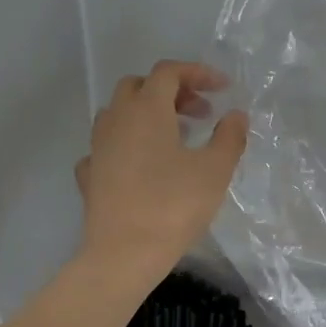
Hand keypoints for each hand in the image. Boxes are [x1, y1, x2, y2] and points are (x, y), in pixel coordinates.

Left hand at [74, 61, 247, 285]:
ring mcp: (97, 147)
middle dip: (172, 91)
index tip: (223, 88)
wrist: (124, 254)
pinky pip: (107, 147)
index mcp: (147, 109)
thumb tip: (236, 115)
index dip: (198, 73)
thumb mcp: (215, 170)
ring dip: (147, 115)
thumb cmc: (174, 206)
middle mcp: (117, 119)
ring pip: (119, 113)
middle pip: (139, 86)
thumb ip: (229, 136)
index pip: (169, 72)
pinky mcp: (90, 175)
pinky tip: (141, 165)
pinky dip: (127, 145)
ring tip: (174, 137)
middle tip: (199, 113)